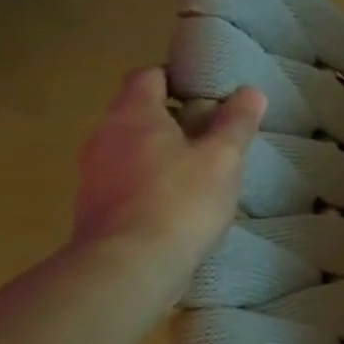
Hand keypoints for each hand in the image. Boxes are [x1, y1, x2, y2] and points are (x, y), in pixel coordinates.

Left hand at [72, 68, 266, 278]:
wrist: (129, 267)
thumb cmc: (181, 200)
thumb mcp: (224, 158)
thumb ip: (237, 123)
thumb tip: (250, 92)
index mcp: (134, 115)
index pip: (149, 76)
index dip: (178, 78)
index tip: (209, 93)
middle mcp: (104, 136)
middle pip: (139, 112)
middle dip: (175, 118)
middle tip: (215, 133)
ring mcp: (93, 173)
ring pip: (132, 147)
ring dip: (163, 151)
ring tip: (203, 169)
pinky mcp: (94, 206)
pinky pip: (126, 178)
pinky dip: (151, 179)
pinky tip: (180, 200)